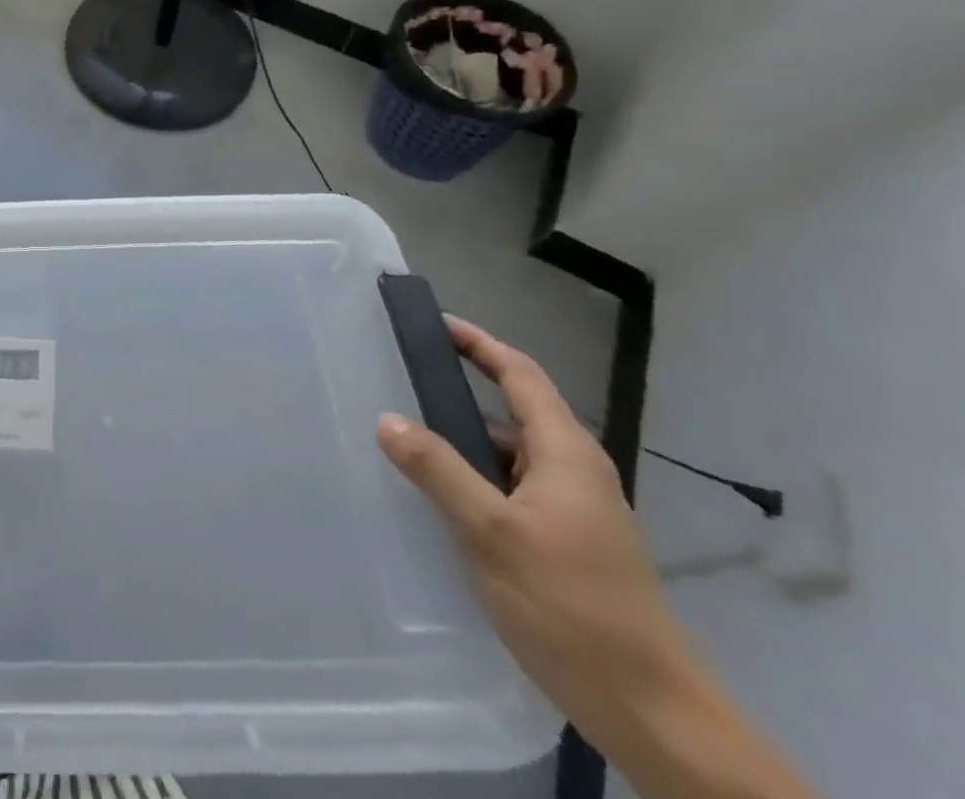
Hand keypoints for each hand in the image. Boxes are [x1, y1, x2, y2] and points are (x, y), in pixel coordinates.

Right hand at [375, 319, 821, 798]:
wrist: (652, 714)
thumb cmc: (570, 606)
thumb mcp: (491, 533)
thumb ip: (437, 469)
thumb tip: (387, 417)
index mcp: (566, 453)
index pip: (520, 374)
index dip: (479, 344)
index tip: (434, 324)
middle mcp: (575, 471)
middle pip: (513, 411)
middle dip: (460, 392)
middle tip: (402, 381)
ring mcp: (574, 510)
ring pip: (509, 456)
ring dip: (463, 443)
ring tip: (406, 440)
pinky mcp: (568, 544)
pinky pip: (511, 490)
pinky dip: (475, 480)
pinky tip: (439, 501)